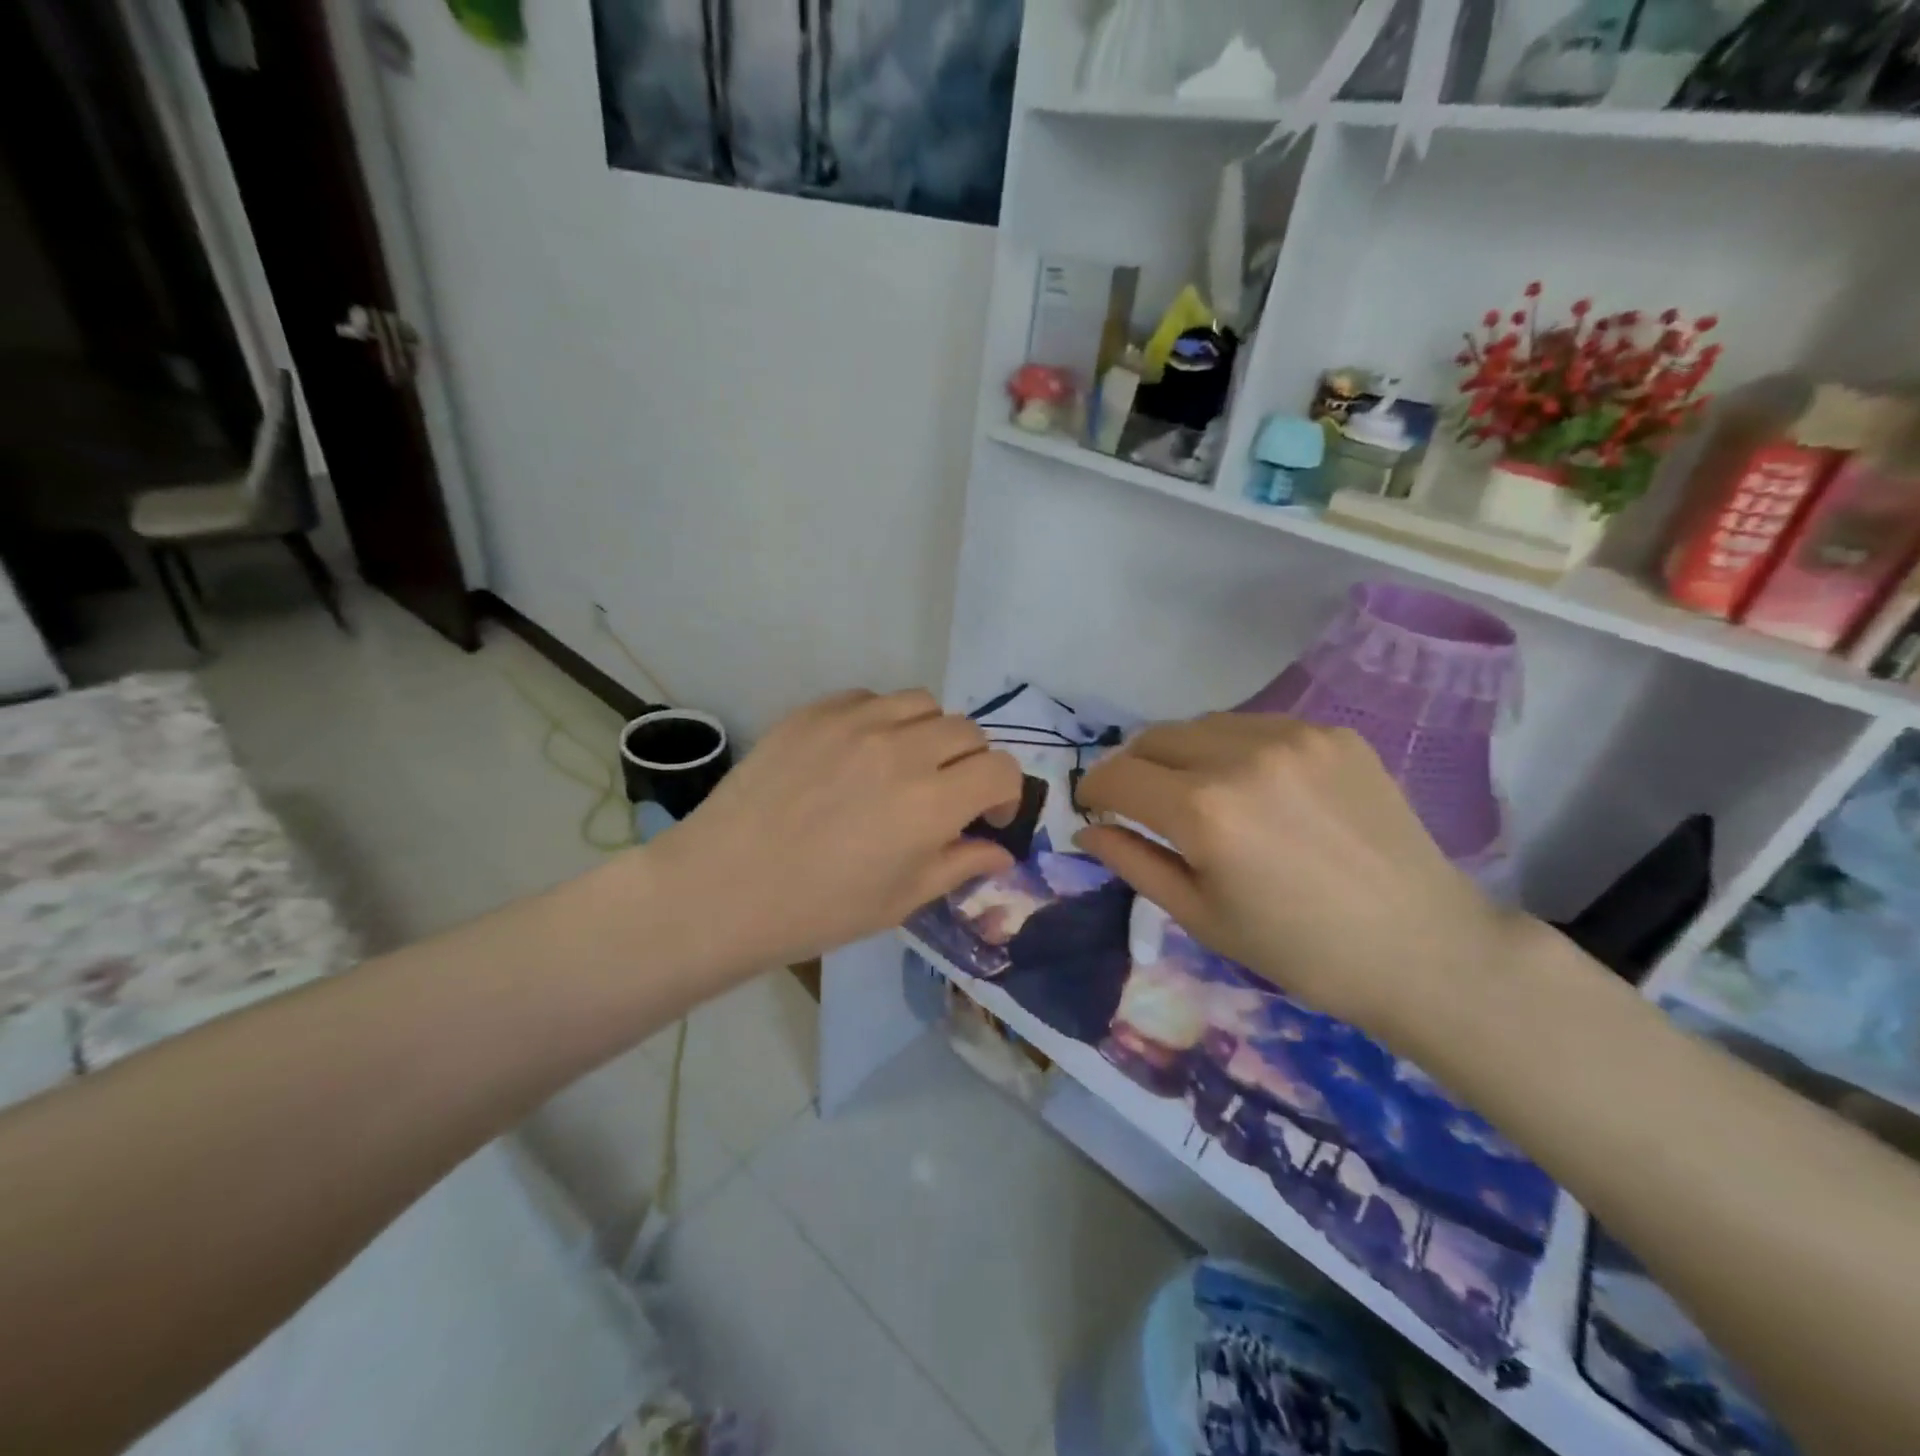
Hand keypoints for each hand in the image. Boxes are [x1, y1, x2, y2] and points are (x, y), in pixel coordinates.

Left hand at [649, 690, 1021, 975]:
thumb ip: (961, 865)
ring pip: (922, 703)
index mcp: (931, 802)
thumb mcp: (902, 900)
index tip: (987, 816)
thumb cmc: (819, 908)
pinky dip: (881, 720)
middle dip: (971, 763)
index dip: (1006, 793)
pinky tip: (857, 753)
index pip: (1000, 769)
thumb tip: (1000, 851)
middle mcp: (902, 749)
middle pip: (967, 731)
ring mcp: (855, 722)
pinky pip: (869, 698)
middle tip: (947, 792)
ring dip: (929, 732)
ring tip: (905, 764)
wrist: (723, 887)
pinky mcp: (815, 711)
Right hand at [1073, 713, 1522, 1037]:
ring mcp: (1293, 736)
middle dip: (1134, 769)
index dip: (1093, 789)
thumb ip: (1133, 861)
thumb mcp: (1200, 916)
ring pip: (1202, 725)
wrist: (1423, 946)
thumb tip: (1086, 827)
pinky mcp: (1333, 733)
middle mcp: (1242, 756)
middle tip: (1143, 805)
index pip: (1118, 775)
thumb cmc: (1299, 950)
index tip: (1094, 806)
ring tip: (1201, 795)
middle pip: (1153, 738)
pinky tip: (1257, 788)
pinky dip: (1234, 749)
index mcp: (1204, 811)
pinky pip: (1256, 726)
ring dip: (1182, 755)